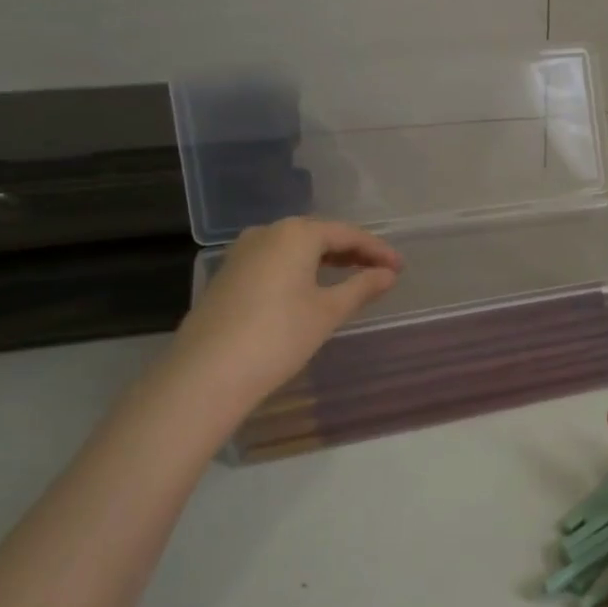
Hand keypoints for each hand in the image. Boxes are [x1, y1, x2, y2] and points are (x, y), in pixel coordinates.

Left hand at [170, 217, 401, 411]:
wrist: (207, 373)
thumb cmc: (278, 336)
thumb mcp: (328, 312)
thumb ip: (361, 287)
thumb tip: (388, 274)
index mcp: (295, 234)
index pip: (347, 234)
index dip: (377, 250)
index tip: (400, 268)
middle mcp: (267, 233)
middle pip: (319, 235)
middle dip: (352, 252)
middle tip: (381, 271)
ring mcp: (242, 253)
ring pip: (295, 247)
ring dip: (326, 259)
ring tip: (352, 277)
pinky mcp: (229, 275)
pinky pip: (276, 261)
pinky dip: (301, 269)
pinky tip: (312, 288)